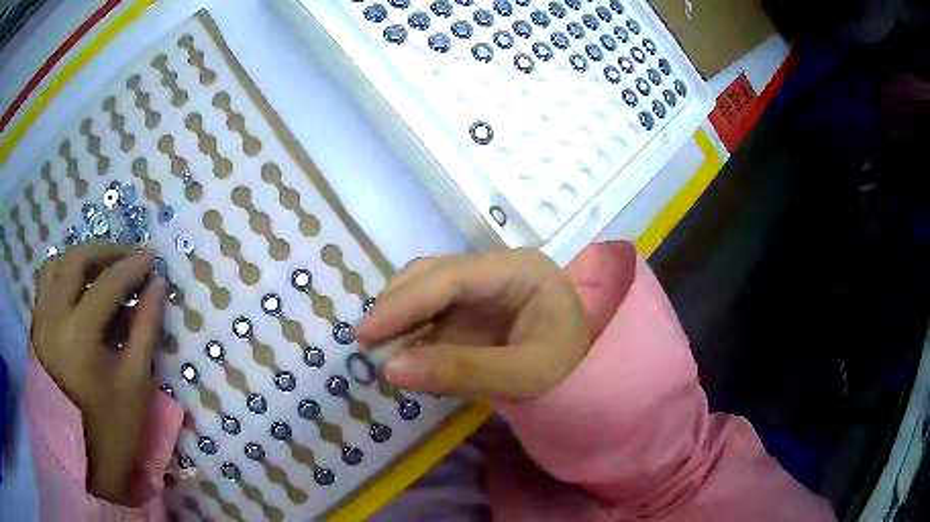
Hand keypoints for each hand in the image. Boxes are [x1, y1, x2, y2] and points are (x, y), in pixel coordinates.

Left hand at [31, 244, 164, 504]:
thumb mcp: (135, 383)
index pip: (107, 283)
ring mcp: (40, 321)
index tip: (152, 259)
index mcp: (79, 334)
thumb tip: (157, 287)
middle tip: (128, 256)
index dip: (132, 266)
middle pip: (76, 261)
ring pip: (56, 266)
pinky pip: (45, 285)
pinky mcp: (36, 329)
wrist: (81, 460)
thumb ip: (145, 329)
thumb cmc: (112, 429)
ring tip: (100, 267)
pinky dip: (62, 274)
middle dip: (105, 251)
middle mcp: (53, 317)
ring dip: (80, 259)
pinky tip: (76, 286)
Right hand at [358, 248, 590, 400]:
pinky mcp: (471, 309)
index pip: (451, 278)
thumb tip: (390, 370)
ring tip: (376, 346)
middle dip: (396, 306)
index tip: (366, 333)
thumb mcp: (525, 375)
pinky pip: (432, 314)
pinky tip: (397, 350)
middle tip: (366, 342)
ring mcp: (481, 289)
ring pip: (426, 291)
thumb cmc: (568, 366)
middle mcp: (494, 270)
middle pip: (432, 275)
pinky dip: (411, 331)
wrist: (586, 373)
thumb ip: (463, 372)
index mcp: (517, 270)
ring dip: (398, 316)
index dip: (404, 303)